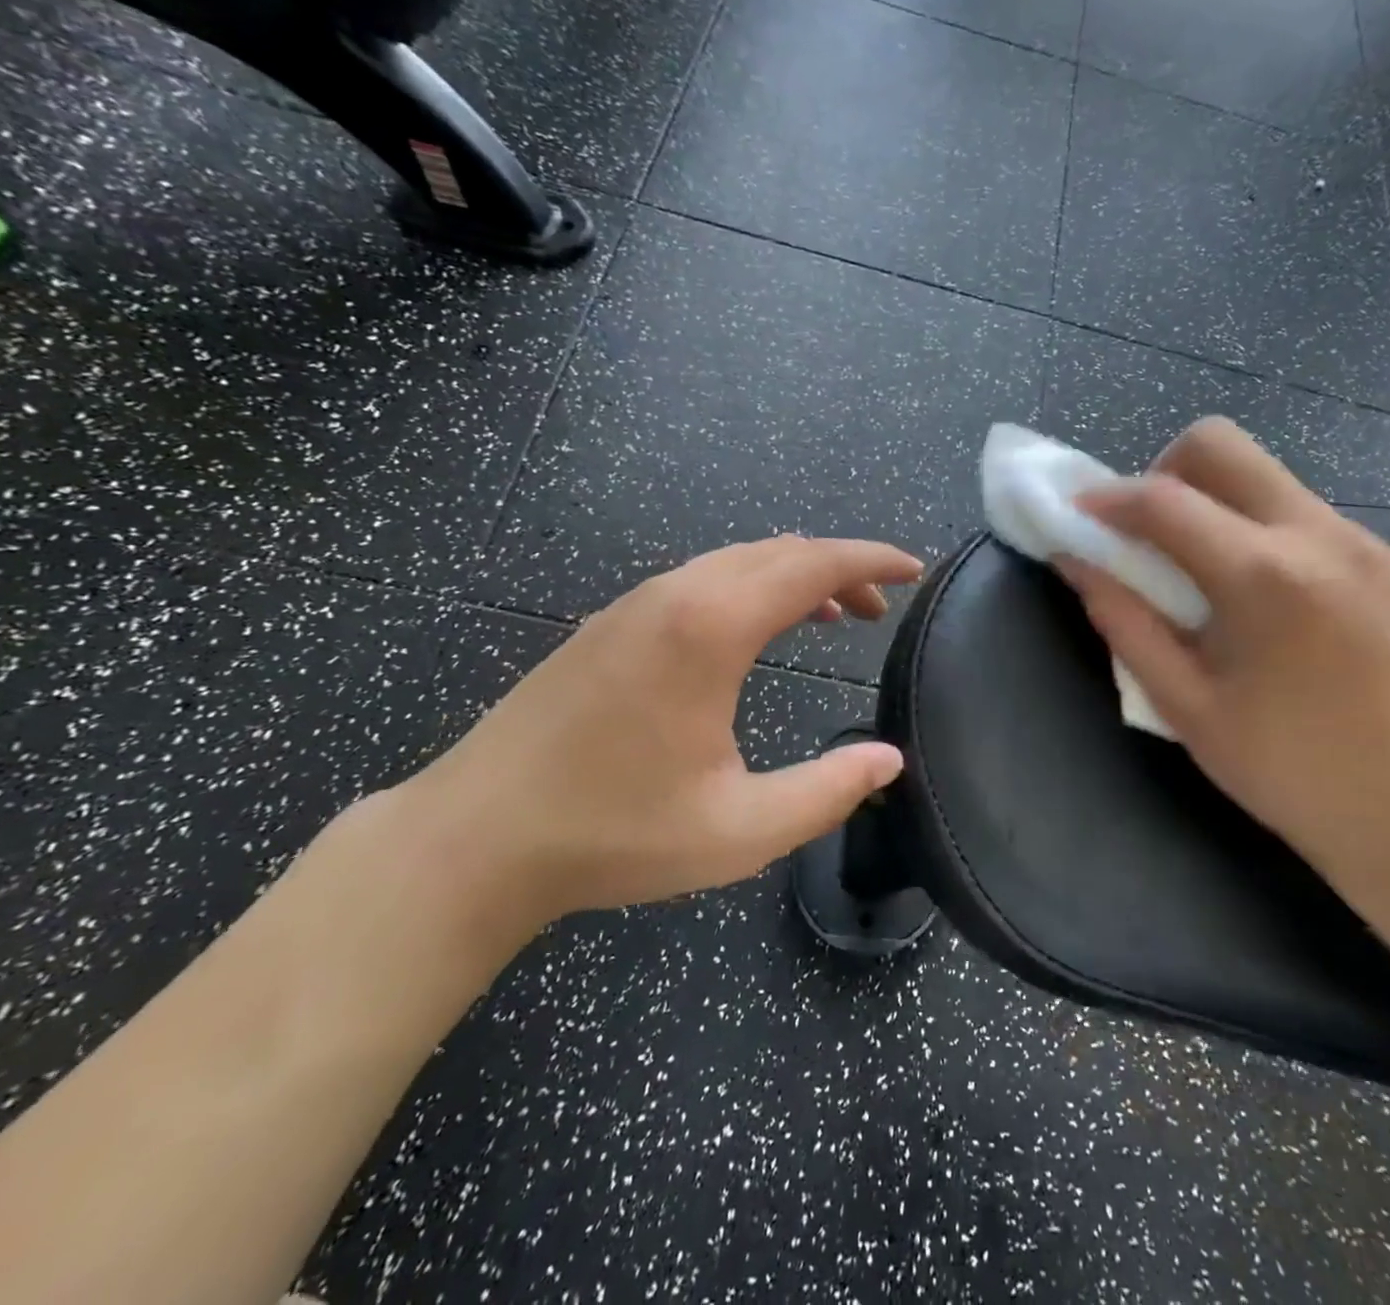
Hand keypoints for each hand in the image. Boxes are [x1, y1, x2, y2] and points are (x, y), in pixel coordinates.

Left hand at [397, 536, 924, 926]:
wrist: (475, 838)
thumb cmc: (614, 833)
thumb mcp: (740, 829)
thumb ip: (827, 791)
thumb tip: (888, 761)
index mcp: (712, 628)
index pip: (812, 565)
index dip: (871, 560)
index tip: (914, 570)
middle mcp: (675, 595)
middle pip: (778, 552)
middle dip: (839, 568)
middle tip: (878, 607)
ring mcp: (634, 604)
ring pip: (736, 561)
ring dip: (792, 577)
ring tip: (832, 615)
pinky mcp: (609, 624)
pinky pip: (700, 579)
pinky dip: (749, 587)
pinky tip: (754, 630)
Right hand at [1060, 418, 1389, 884]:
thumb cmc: (1288, 769)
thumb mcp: (1184, 704)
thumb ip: (1123, 621)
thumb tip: (1074, 561)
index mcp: (1265, 578)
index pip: (1164, 500)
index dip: (1106, 500)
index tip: (1074, 515)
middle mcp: (1319, 534)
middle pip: (1219, 444)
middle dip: (1161, 472)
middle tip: (1141, 534)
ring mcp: (1360, 538)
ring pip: (1259, 471)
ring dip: (1206, 499)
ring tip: (1192, 568)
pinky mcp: (1382, 554)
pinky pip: (1293, 507)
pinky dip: (1248, 524)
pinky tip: (1248, 591)